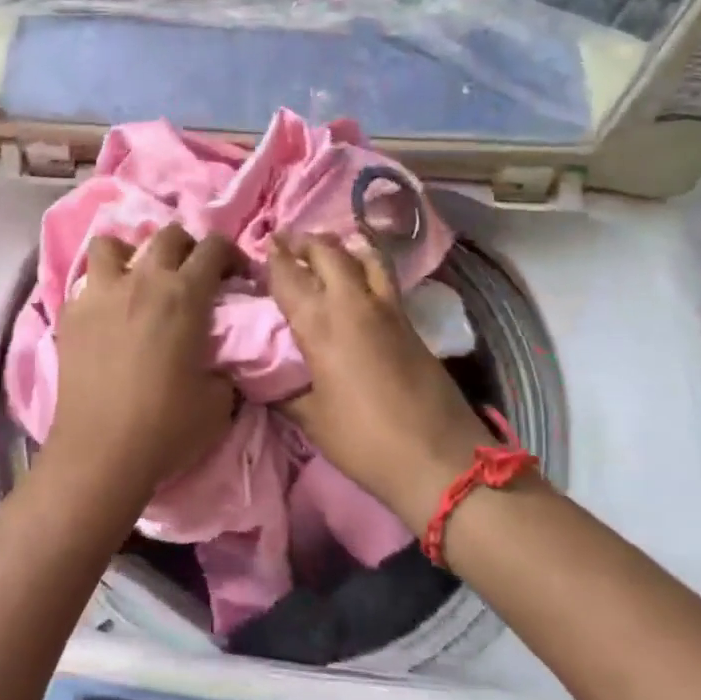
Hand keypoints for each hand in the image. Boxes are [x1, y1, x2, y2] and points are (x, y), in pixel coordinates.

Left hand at [41, 223, 240, 506]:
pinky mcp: (71, 313)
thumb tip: (217, 358)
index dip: (231, 254)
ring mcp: (100, 293)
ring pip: (112, 243)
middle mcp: (142, 280)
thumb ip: (223, 365)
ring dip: (131, 253)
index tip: (236, 276)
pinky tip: (107, 314)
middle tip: (191, 275)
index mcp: (184, 295)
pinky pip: (86, 281)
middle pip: (167, 235)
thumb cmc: (167, 427)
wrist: (101, 453)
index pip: (214, 248)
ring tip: (137, 279)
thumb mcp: (219, 400)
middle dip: (186, 247)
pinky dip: (101, 288)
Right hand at [266, 232, 496, 533]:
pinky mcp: (410, 321)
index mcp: (320, 324)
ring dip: (340, 245)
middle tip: (288, 242)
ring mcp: (387, 309)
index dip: (274, 257)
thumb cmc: (364, 440)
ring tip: (326, 248)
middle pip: (328, 252)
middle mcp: (353, 304)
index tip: (264, 244)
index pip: (290, 275)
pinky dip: (365, 263)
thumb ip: (284, 391)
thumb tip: (261, 378)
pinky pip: (383, 276)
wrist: (439, 457)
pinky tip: (358, 274)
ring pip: (363, 256)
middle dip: (305, 241)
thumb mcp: (311, 419)